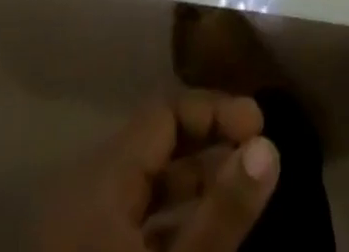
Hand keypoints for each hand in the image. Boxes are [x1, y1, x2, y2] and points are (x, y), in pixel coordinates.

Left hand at [32, 92, 278, 251]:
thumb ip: (222, 211)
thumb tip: (269, 146)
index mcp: (100, 178)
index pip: (165, 112)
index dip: (216, 111)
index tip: (261, 127)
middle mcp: (85, 192)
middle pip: (156, 145)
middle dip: (209, 147)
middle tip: (258, 157)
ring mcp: (80, 233)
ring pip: (146, 188)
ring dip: (195, 186)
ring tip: (240, 195)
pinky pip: (132, 226)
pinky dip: (172, 222)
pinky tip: (204, 237)